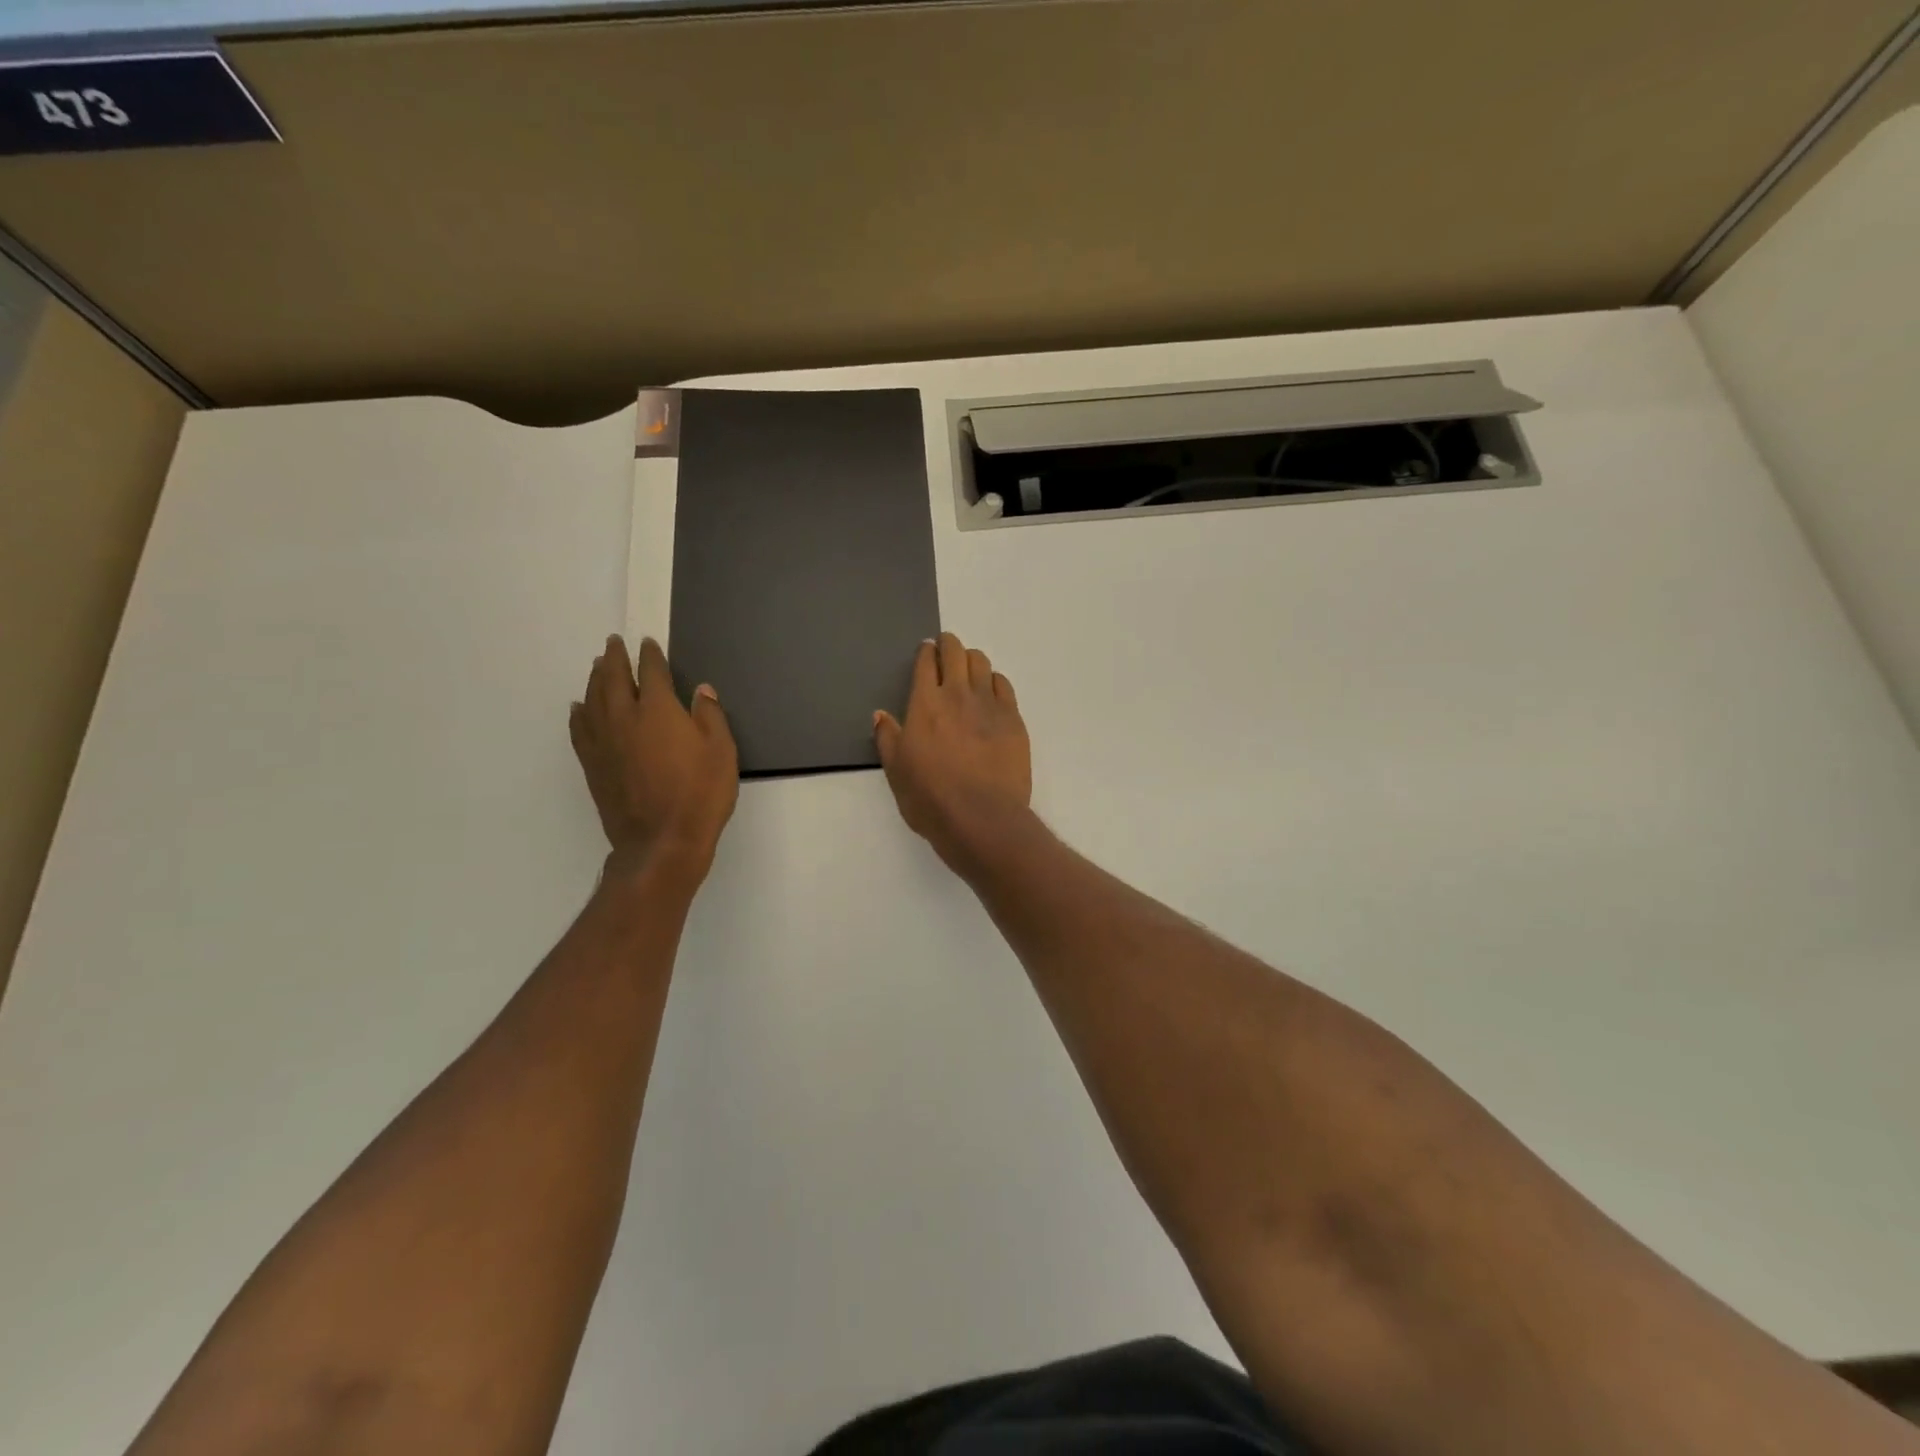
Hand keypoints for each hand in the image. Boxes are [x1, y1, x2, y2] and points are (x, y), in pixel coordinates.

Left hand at [570, 635, 737, 881]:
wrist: (661, 842)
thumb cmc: (700, 794)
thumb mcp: (722, 751)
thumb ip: (710, 716)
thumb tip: (701, 691)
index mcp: (658, 711)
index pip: (651, 673)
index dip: (650, 656)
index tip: (647, 644)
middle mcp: (625, 718)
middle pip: (614, 679)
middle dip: (615, 658)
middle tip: (613, 644)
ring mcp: (604, 742)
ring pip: (593, 700)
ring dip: (595, 679)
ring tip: (598, 667)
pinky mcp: (592, 765)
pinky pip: (580, 729)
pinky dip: (579, 713)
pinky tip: (579, 708)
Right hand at [874, 632, 1031, 872]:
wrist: (982, 818)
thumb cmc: (931, 798)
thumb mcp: (896, 772)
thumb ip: (887, 738)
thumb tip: (880, 715)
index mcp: (925, 704)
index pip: (926, 663)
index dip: (925, 652)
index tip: (926, 650)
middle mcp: (958, 695)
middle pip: (956, 653)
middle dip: (949, 644)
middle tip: (947, 647)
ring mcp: (989, 705)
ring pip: (982, 664)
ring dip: (972, 660)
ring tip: (969, 667)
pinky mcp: (1013, 719)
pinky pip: (1004, 685)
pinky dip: (994, 680)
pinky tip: (991, 690)